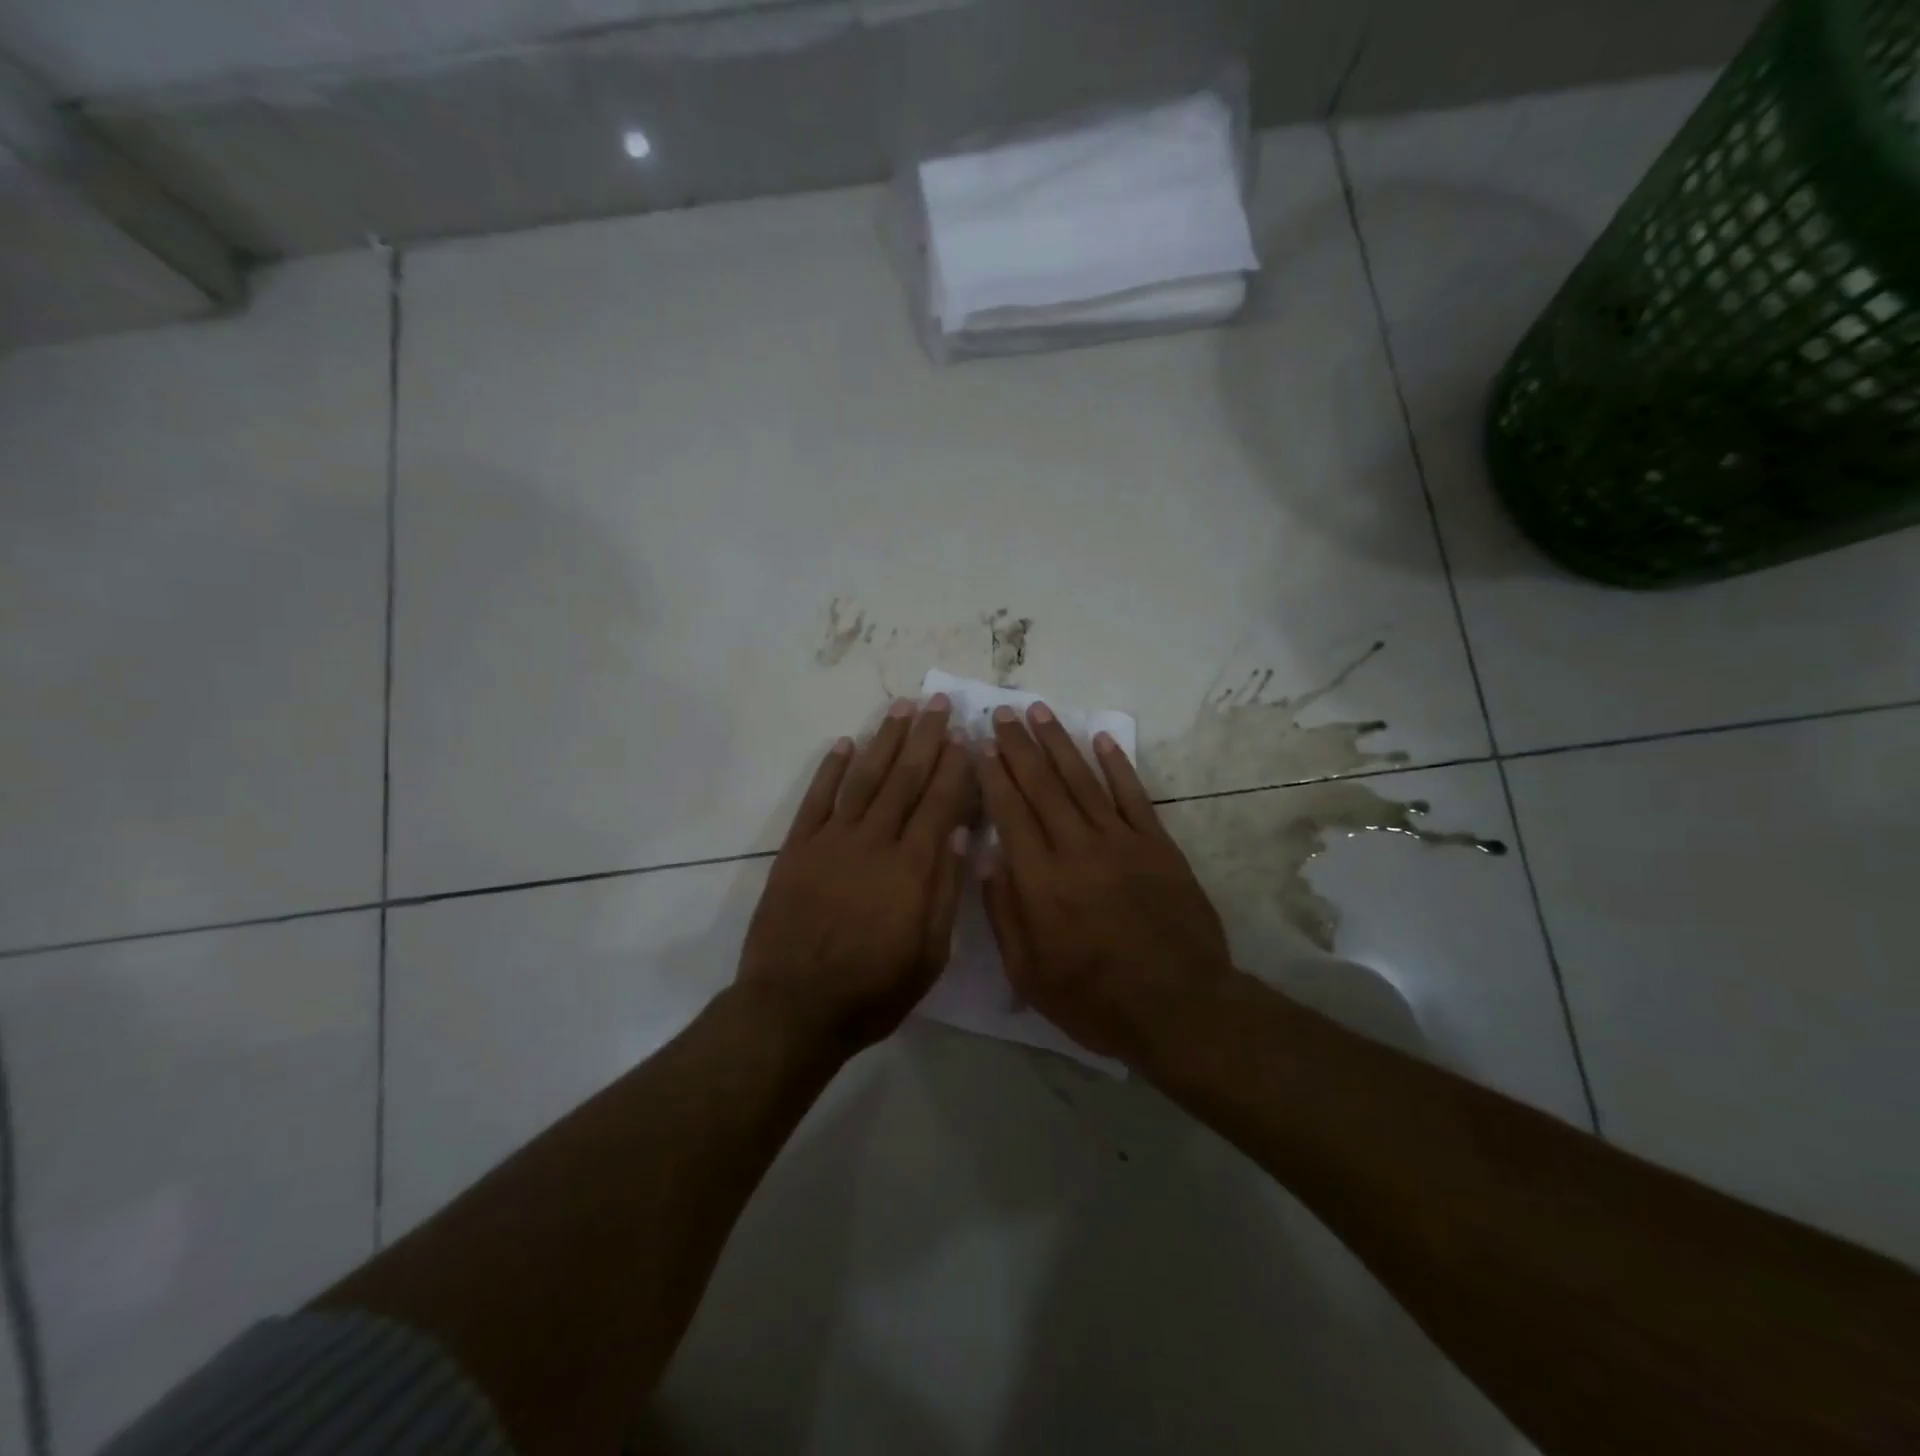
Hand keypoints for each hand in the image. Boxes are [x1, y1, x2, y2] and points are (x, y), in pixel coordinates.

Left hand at [738, 695, 973, 1051]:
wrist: (793, 1008)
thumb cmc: (872, 991)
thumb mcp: (928, 956)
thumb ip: (943, 891)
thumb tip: (956, 832)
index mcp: (911, 868)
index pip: (940, 803)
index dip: (955, 767)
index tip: (966, 737)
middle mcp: (873, 842)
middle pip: (905, 779)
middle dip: (926, 738)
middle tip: (939, 703)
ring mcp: (831, 841)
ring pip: (864, 778)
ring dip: (884, 741)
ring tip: (902, 708)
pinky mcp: (797, 848)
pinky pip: (817, 799)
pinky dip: (831, 769)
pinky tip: (845, 743)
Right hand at [976, 703, 1234, 1065]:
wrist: (1180, 1008)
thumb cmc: (1094, 1000)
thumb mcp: (1029, 974)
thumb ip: (1004, 912)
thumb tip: (987, 855)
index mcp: (1041, 881)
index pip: (1010, 812)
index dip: (993, 774)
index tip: (980, 744)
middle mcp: (1077, 849)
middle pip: (1043, 785)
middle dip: (1019, 746)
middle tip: (1003, 712)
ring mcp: (1121, 842)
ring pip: (1084, 780)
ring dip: (1059, 743)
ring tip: (1040, 712)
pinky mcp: (1158, 845)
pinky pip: (1133, 795)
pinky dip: (1117, 764)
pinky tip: (1101, 738)